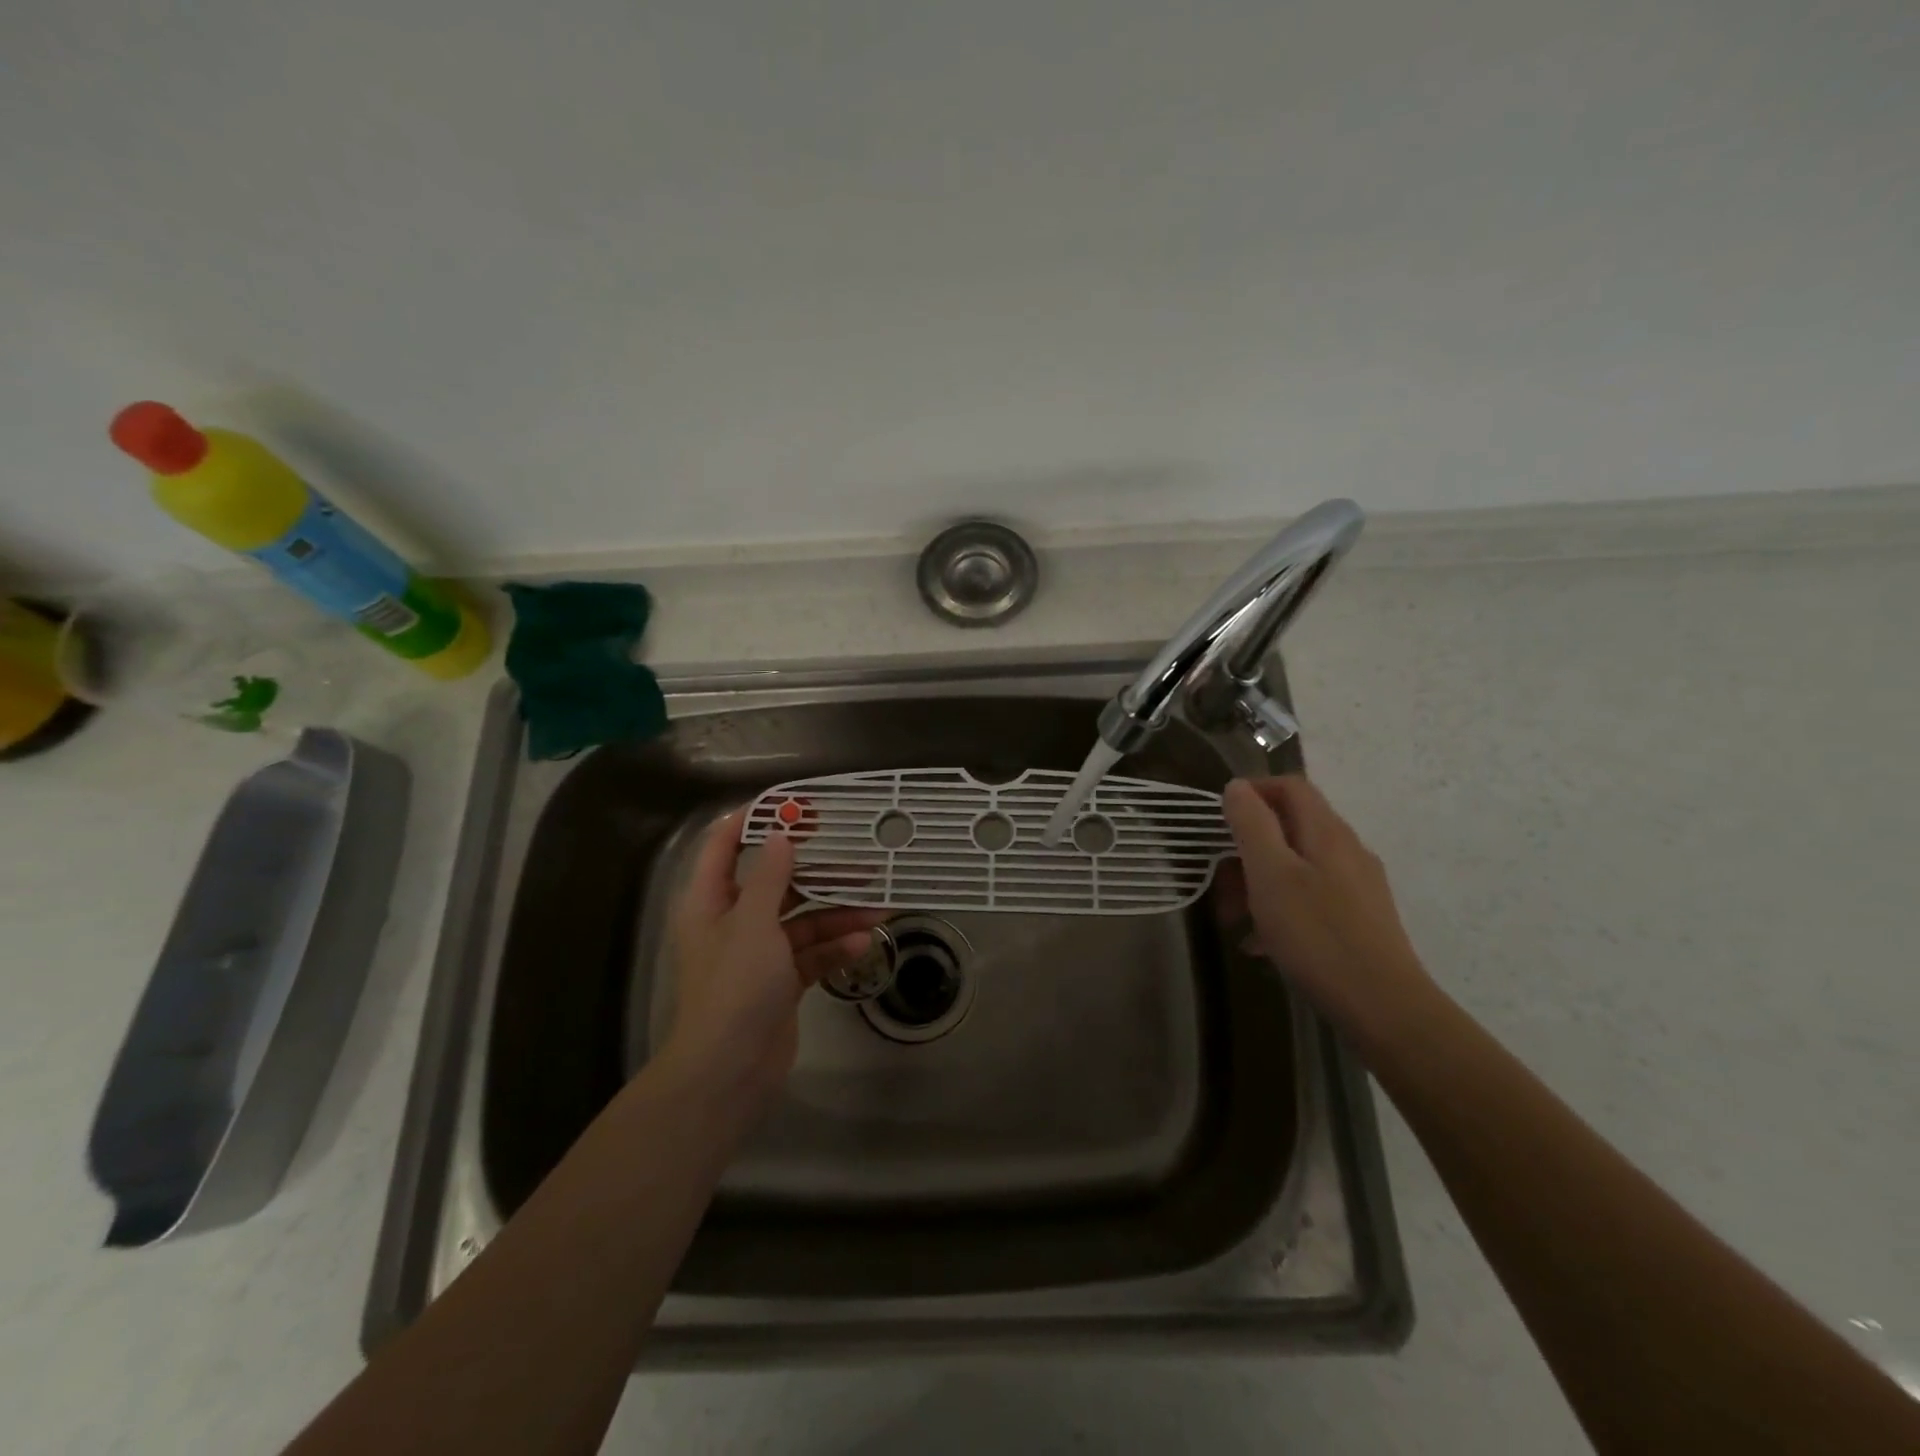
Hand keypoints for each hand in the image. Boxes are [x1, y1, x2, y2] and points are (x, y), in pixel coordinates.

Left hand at [661, 810, 886, 1115]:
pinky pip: (811, 953)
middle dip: (816, 871)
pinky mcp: (781, 981)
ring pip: (802, 920)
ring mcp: (759, 954)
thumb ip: (770, 875)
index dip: (754, 820)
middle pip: (776, 883)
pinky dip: (834, 947)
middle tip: (854, 853)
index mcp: (710, 901)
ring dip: (837, 914)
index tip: (794, 805)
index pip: (724, 846)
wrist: (730, 1069)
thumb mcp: (753, 922)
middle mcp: (733, 922)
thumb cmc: (734, 985)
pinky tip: (862, 943)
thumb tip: (782, 835)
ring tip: (878, 907)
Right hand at [1214, 775, 1437, 1043]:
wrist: (1383, 1007)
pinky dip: (1280, 909)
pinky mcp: (1359, 919)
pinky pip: (1310, 898)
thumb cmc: (1317, 935)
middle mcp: (1346, 851)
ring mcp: (1356, 886)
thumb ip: (1252, 825)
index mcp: (1326, 833)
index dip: (1253, 791)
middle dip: (1248, 848)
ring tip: (1234, 919)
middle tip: (1220, 882)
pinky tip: (1261, 944)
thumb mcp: (1271, 874)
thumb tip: (1237, 787)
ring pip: (1297, 866)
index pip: (1290, 787)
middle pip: (1290, 828)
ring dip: (1259, 883)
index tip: (1219, 817)